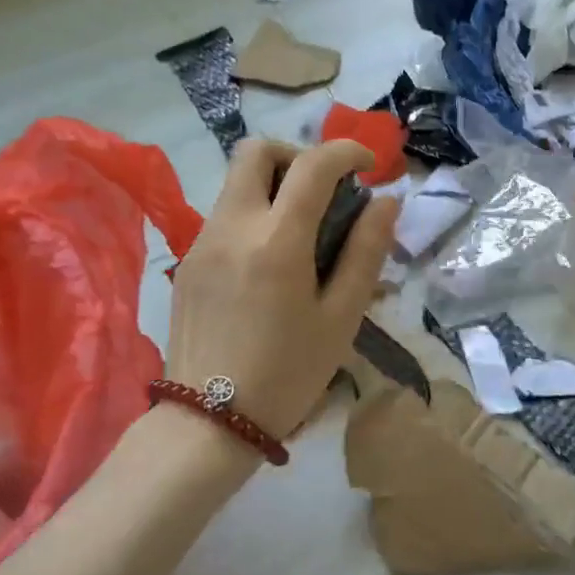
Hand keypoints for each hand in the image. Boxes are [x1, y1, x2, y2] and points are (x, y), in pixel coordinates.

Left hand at [167, 140, 399, 442]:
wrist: (207, 423)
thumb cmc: (287, 374)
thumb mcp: (340, 317)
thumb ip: (366, 252)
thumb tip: (386, 202)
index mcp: (276, 240)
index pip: (312, 165)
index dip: (346, 151)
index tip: (368, 165)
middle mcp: (232, 226)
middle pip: (256, 150)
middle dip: (296, 155)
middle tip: (324, 191)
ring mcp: (202, 241)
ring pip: (237, 182)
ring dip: (274, 185)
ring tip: (302, 231)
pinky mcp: (187, 261)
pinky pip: (224, 214)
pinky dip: (254, 214)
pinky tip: (270, 262)